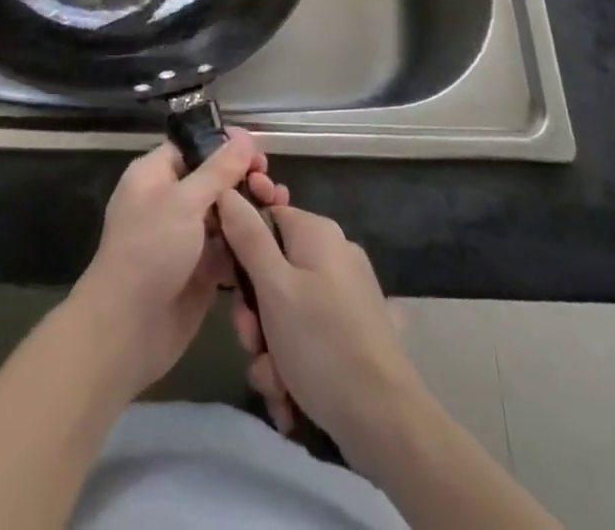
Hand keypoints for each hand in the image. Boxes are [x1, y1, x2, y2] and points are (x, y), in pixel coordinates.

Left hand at [70, 130, 288, 397]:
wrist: (128, 329)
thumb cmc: (150, 250)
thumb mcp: (184, 202)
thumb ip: (218, 170)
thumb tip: (244, 137)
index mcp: (155, 175)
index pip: (194, 148)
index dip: (225, 145)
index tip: (258, 149)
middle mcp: (170, 201)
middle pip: (213, 180)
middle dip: (243, 179)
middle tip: (271, 186)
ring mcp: (185, 238)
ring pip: (224, 214)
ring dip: (250, 210)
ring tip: (279, 206)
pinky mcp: (200, 271)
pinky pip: (228, 248)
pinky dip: (247, 243)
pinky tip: (273, 239)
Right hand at [217, 193, 422, 458]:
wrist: (387, 423)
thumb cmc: (322, 344)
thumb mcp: (274, 288)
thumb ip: (247, 237)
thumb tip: (227, 191)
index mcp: (317, 233)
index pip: (263, 218)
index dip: (239, 248)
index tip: (227, 285)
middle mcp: (332, 255)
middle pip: (272, 269)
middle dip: (254, 313)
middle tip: (253, 342)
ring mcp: (344, 295)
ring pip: (285, 310)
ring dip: (269, 347)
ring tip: (274, 380)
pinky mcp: (350, 331)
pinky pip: (306, 335)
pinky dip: (292, 363)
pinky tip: (290, 396)